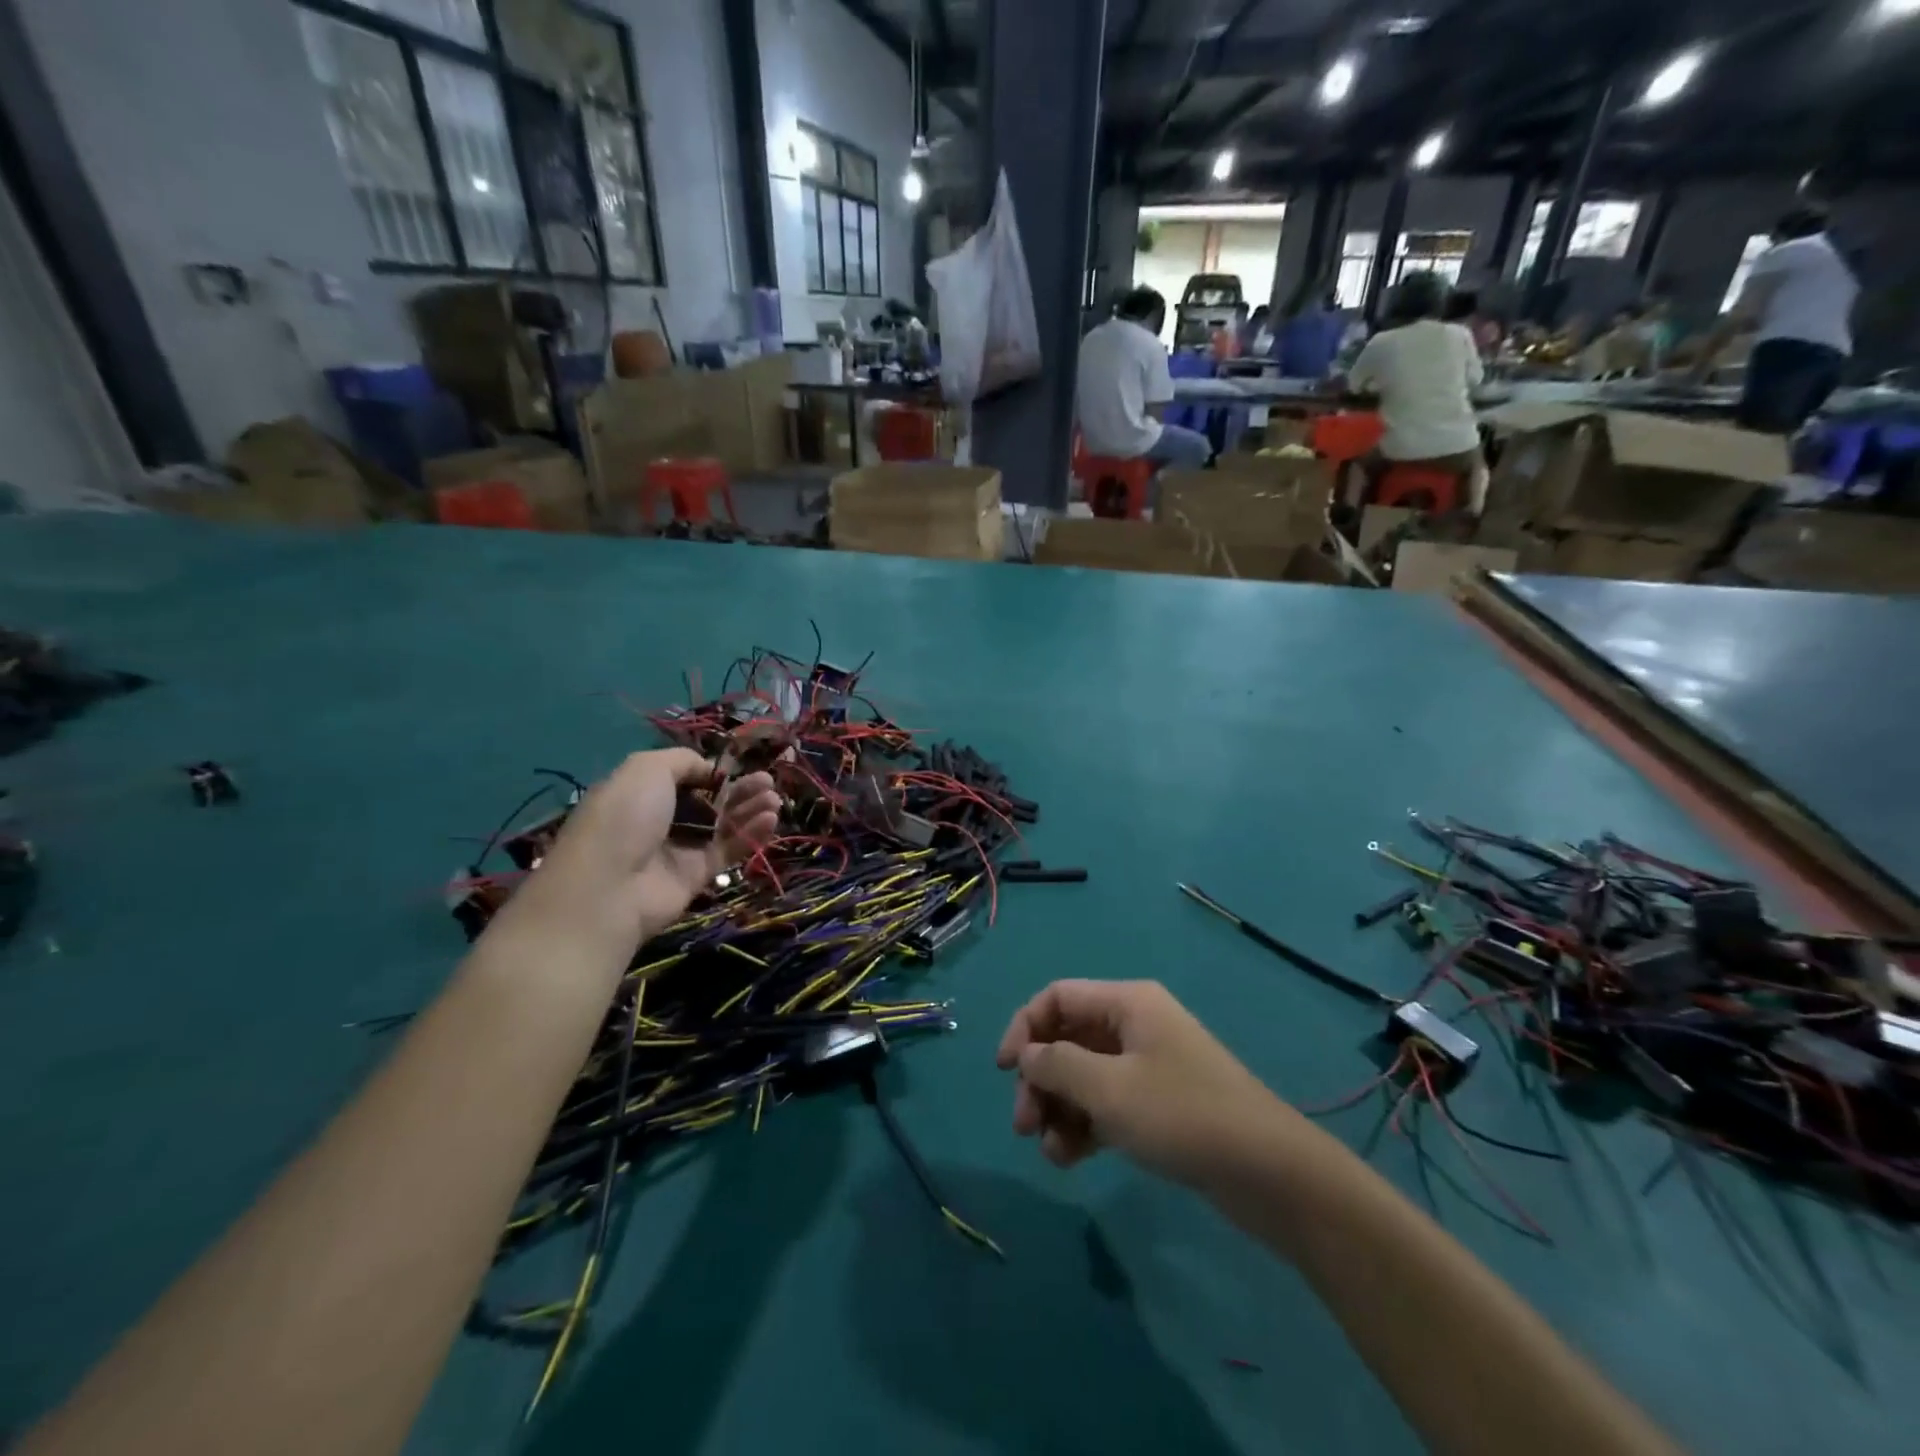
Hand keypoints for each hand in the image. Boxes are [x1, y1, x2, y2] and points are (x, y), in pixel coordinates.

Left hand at [527, 749, 779, 949]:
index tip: (734, 767)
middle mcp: (661, 820)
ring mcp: (679, 849)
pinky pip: (728, 850)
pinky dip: (751, 834)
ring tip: (774, 799)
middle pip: (710, 801)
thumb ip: (683, 761)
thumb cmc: (625, 816)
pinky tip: (770, 820)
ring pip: (723, 825)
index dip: (711, 772)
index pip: (684, 778)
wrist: (609, 887)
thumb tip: (710, 770)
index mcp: (642, 793)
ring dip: (750, 809)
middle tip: (767, 781)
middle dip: (740, 789)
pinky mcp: (697, 876)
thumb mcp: (647, 768)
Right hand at [995, 979, 1286, 1187]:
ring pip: (1083, 1075)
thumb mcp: (1109, 1089)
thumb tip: (1027, 1054)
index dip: (1024, 1028)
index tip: (1003, 1071)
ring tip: (1051, 1152)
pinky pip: (1106, 1103)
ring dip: (1059, 1109)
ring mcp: (1148, 1065)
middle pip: (1067, 1039)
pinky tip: (1071, 1159)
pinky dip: (1084, 1125)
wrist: (1269, 1172)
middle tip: (1024, 1126)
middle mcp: (1135, 1025)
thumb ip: (1058, 1066)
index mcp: (1127, 1003)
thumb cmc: (1182, 1115)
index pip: (1057, 998)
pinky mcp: (1158, 1103)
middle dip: (1040, 1079)